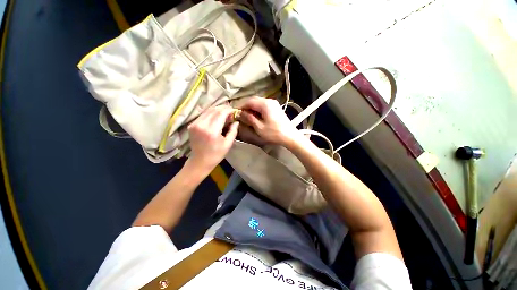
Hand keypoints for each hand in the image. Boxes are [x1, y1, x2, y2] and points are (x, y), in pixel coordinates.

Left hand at [187, 105, 238, 173]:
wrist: (200, 161)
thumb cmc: (216, 154)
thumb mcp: (228, 144)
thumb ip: (233, 131)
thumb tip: (236, 121)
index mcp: (212, 131)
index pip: (221, 113)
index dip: (228, 110)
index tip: (234, 111)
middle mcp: (201, 125)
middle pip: (214, 110)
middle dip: (223, 108)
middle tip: (230, 111)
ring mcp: (195, 124)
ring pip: (208, 111)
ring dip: (217, 110)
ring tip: (225, 113)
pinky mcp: (191, 125)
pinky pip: (203, 115)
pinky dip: (211, 114)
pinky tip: (216, 117)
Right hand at [238, 97, 299, 145]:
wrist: (289, 136)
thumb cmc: (274, 133)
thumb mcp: (259, 127)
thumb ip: (249, 118)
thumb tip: (240, 113)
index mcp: (265, 104)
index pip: (249, 101)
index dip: (241, 107)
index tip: (236, 113)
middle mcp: (269, 101)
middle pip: (254, 100)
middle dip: (246, 107)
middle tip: (241, 115)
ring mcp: (274, 104)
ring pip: (259, 102)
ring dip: (252, 108)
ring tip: (248, 116)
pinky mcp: (276, 108)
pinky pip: (264, 105)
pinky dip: (258, 109)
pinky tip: (256, 116)